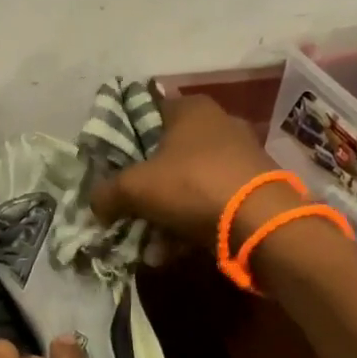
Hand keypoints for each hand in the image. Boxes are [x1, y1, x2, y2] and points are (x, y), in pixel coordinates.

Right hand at [90, 94, 277, 246]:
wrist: (261, 222)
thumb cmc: (192, 185)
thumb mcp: (134, 188)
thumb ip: (106, 193)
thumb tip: (95, 204)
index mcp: (190, 108)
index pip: (145, 112)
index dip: (124, 138)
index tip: (110, 167)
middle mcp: (218, 123)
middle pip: (166, 152)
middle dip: (144, 185)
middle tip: (126, 208)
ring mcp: (240, 155)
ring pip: (187, 181)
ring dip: (165, 211)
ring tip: (148, 240)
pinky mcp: (254, 186)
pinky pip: (210, 201)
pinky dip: (191, 221)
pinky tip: (173, 249)